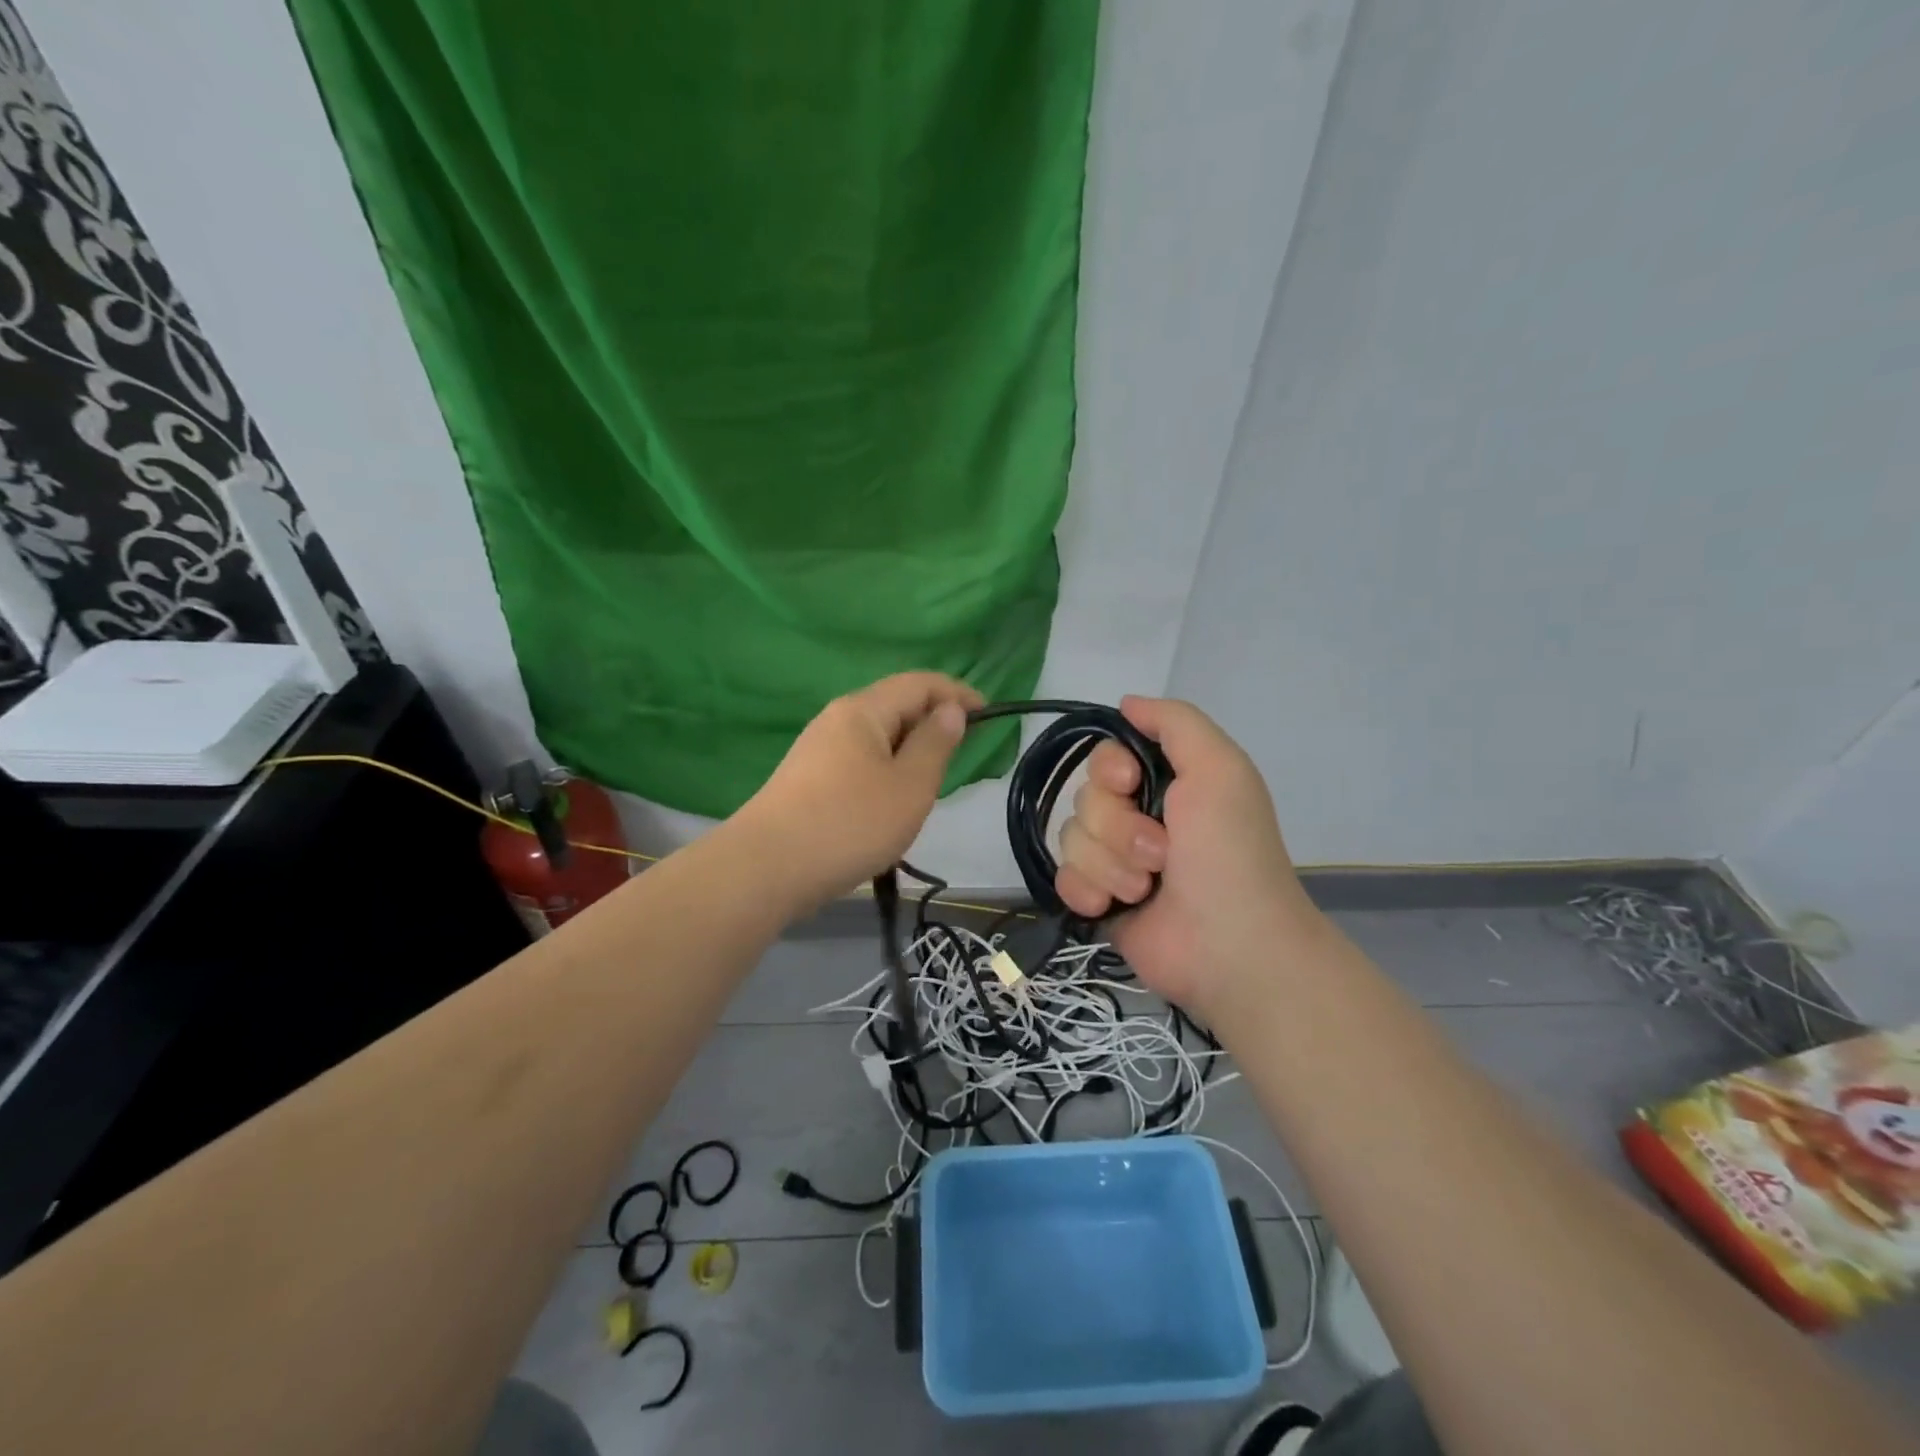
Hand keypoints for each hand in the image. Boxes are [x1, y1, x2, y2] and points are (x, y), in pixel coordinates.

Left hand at [742, 672, 981, 913]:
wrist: (767, 869)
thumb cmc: (850, 823)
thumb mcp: (910, 786)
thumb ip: (935, 744)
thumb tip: (950, 711)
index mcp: (863, 710)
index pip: (920, 682)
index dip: (958, 693)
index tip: (989, 715)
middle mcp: (837, 719)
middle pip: (895, 706)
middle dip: (933, 724)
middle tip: (959, 760)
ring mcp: (817, 749)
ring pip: (877, 737)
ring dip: (909, 752)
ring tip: (926, 788)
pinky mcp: (807, 778)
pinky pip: (859, 761)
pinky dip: (885, 771)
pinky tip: (888, 805)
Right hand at [1054, 696, 1320, 1018]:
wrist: (1231, 945)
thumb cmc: (1229, 851)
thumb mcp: (1220, 768)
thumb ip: (1176, 722)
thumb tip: (1126, 702)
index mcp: (1164, 783)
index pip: (1104, 757)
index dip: (1108, 769)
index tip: (1129, 782)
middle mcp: (1136, 817)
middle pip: (1084, 798)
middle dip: (1118, 827)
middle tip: (1160, 854)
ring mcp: (1114, 861)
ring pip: (1072, 839)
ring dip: (1110, 865)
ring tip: (1145, 888)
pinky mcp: (1098, 900)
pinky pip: (1062, 877)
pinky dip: (1086, 890)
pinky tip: (1110, 907)